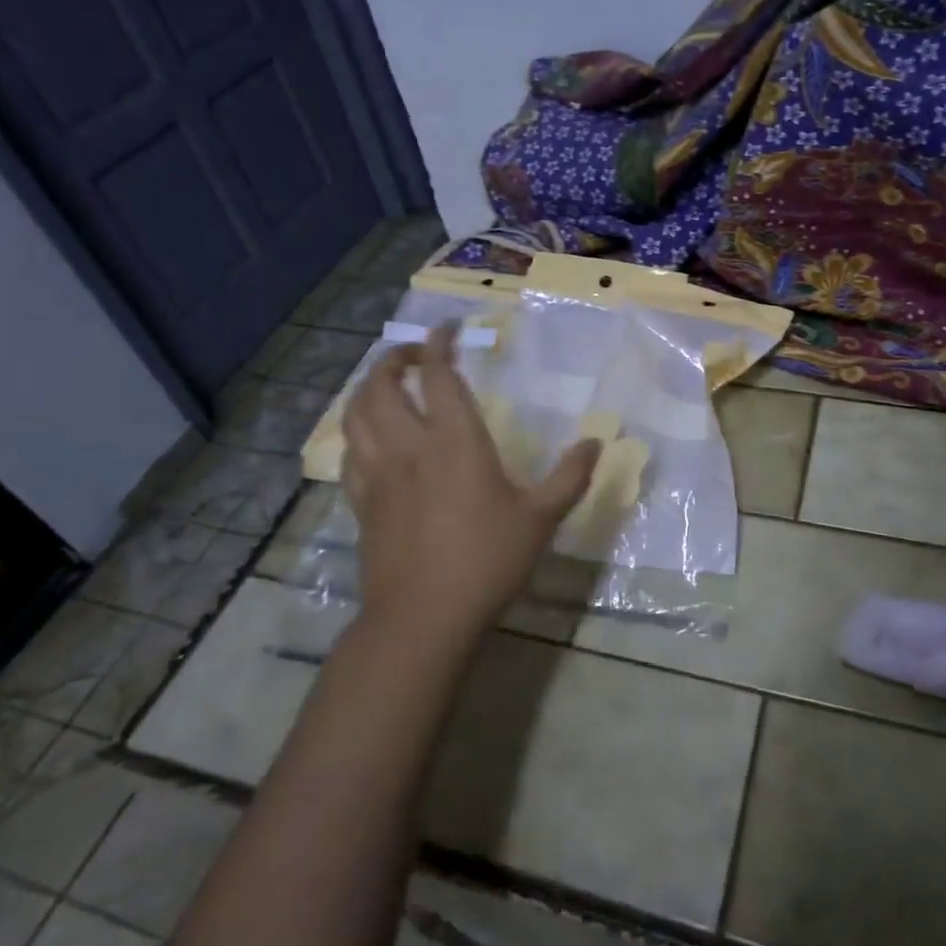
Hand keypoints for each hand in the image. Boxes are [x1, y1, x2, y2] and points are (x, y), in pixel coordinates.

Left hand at [342, 324, 598, 647]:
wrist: (423, 617)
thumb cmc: (487, 561)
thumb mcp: (541, 519)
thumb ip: (569, 477)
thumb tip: (595, 443)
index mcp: (454, 441)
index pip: (437, 374)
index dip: (438, 343)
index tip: (447, 328)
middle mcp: (409, 446)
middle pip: (381, 385)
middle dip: (394, 359)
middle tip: (414, 357)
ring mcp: (378, 474)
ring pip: (356, 414)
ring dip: (367, 390)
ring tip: (387, 388)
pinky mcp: (361, 502)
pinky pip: (349, 453)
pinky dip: (357, 433)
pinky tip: (370, 441)